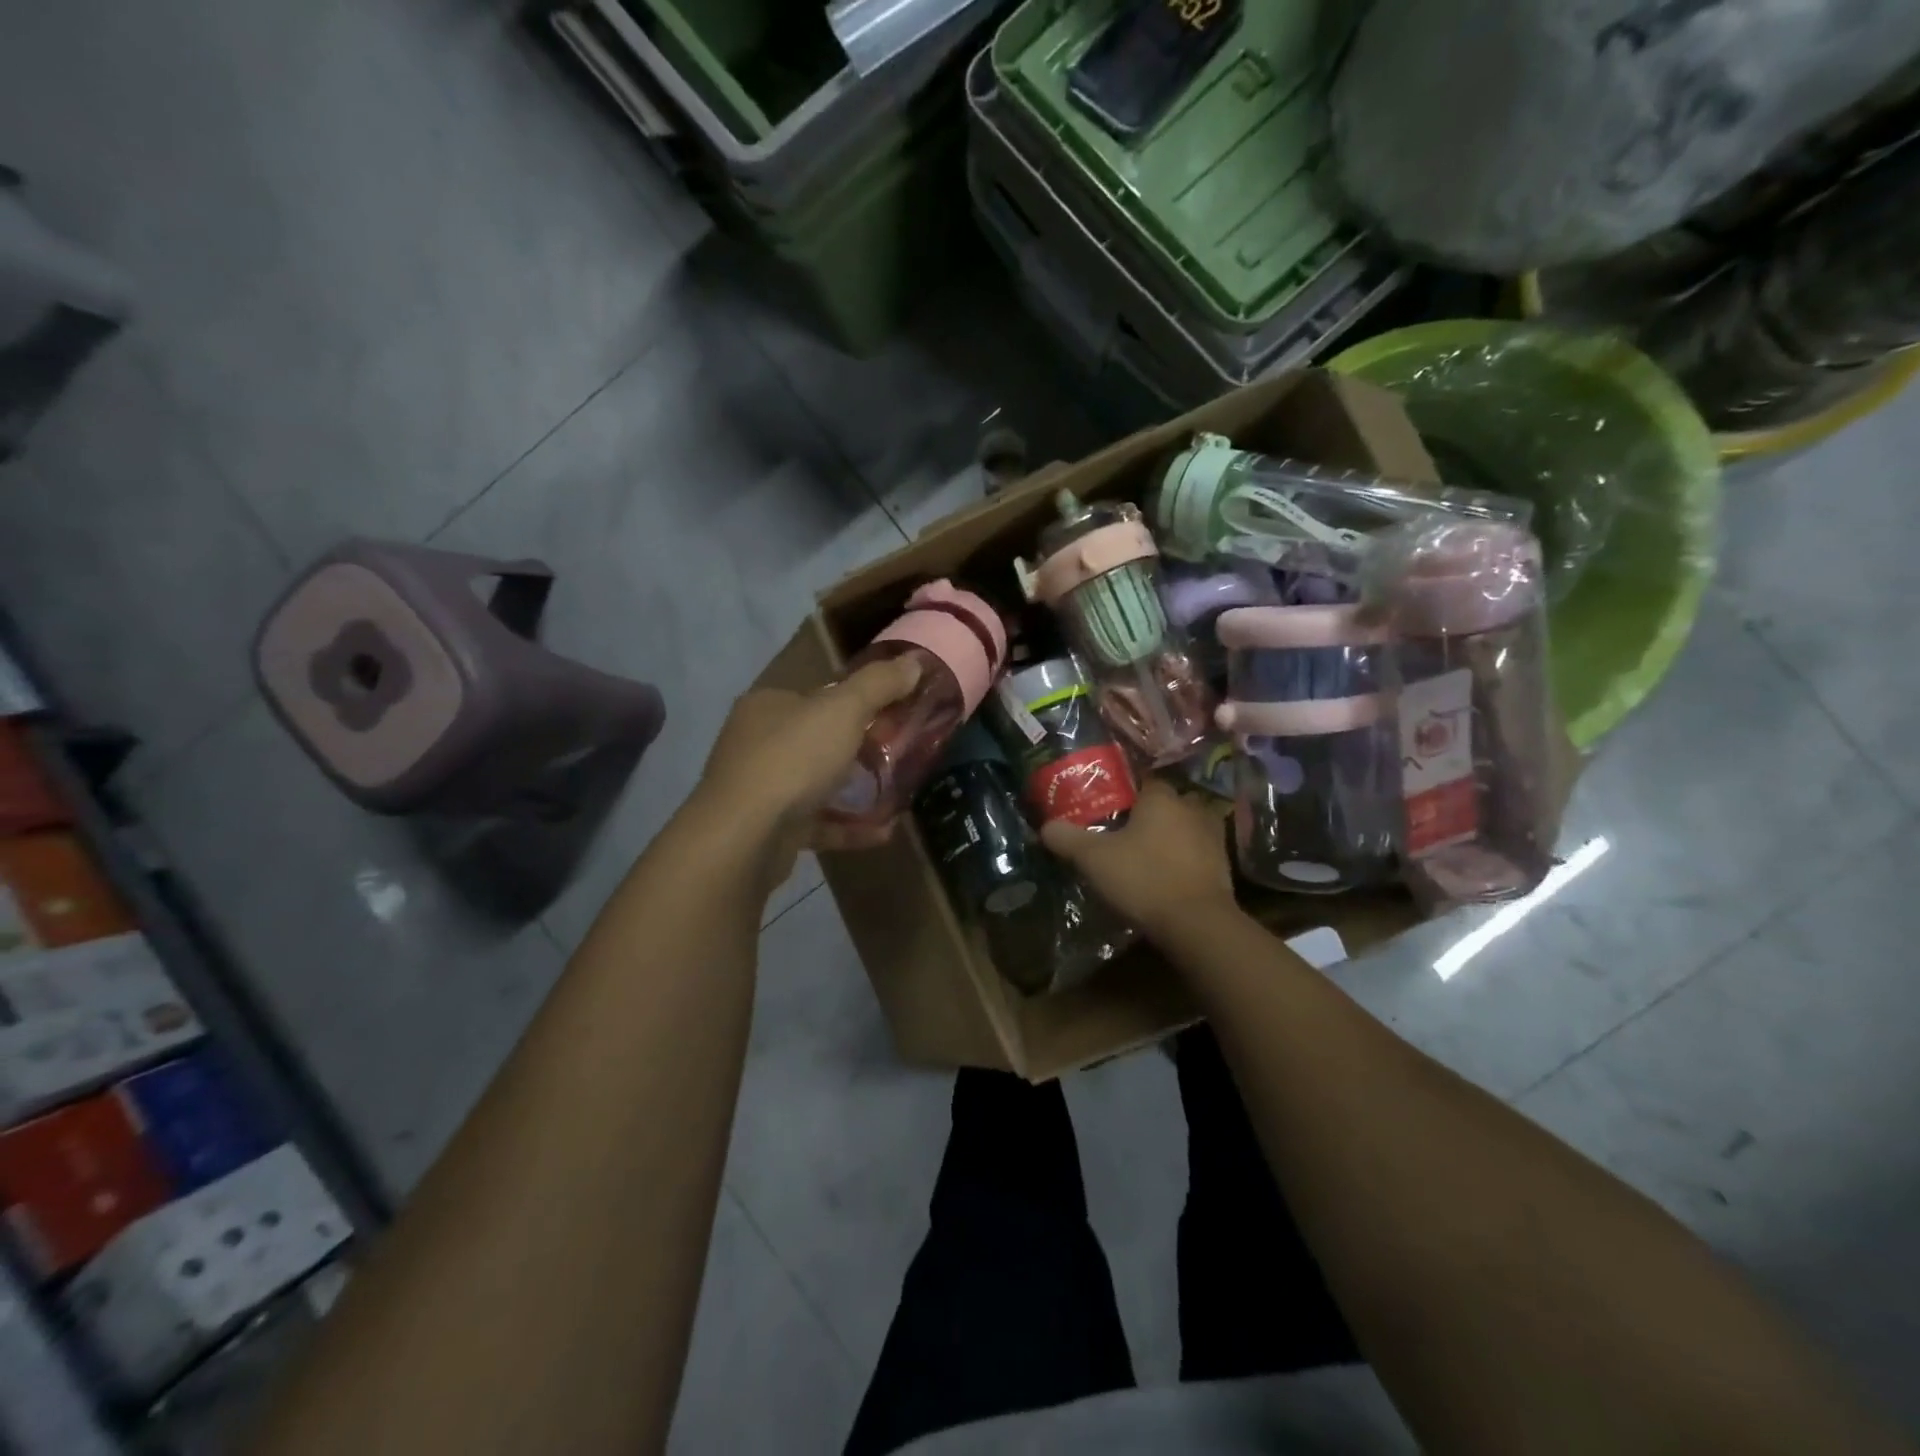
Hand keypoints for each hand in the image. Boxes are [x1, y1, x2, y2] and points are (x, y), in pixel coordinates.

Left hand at [693, 656, 923, 882]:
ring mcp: (760, 788)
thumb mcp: (843, 710)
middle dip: (861, 748)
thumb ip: (879, 684)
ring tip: (896, 793)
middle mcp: (757, 742)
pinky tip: (883, 832)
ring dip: (856, 789)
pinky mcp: (768, 829)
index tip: (896, 713)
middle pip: (819, 739)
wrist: (744, 838)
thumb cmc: (792, 760)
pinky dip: (848, 826)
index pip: (819, 695)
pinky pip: (817, 822)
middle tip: (901, 754)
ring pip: (817, 783)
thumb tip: (914, 661)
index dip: (859, 700)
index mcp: (768, 705)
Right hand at [1040, 777, 1237, 939]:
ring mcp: (1212, 837)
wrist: (1196, 924)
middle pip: (1166, 803)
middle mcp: (1191, 808)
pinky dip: (1184, 860)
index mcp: (1161, 797)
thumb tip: (1045, 827)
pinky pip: (1197, 854)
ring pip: (1185, 828)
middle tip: (1124, 833)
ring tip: (1145, 855)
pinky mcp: (1223, 866)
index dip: (1125, 792)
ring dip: (1170, 837)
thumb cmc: (1143, 878)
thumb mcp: (1093, 858)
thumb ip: (1067, 838)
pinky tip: (1166, 876)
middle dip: (1148, 815)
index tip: (1108, 807)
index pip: (1143, 780)